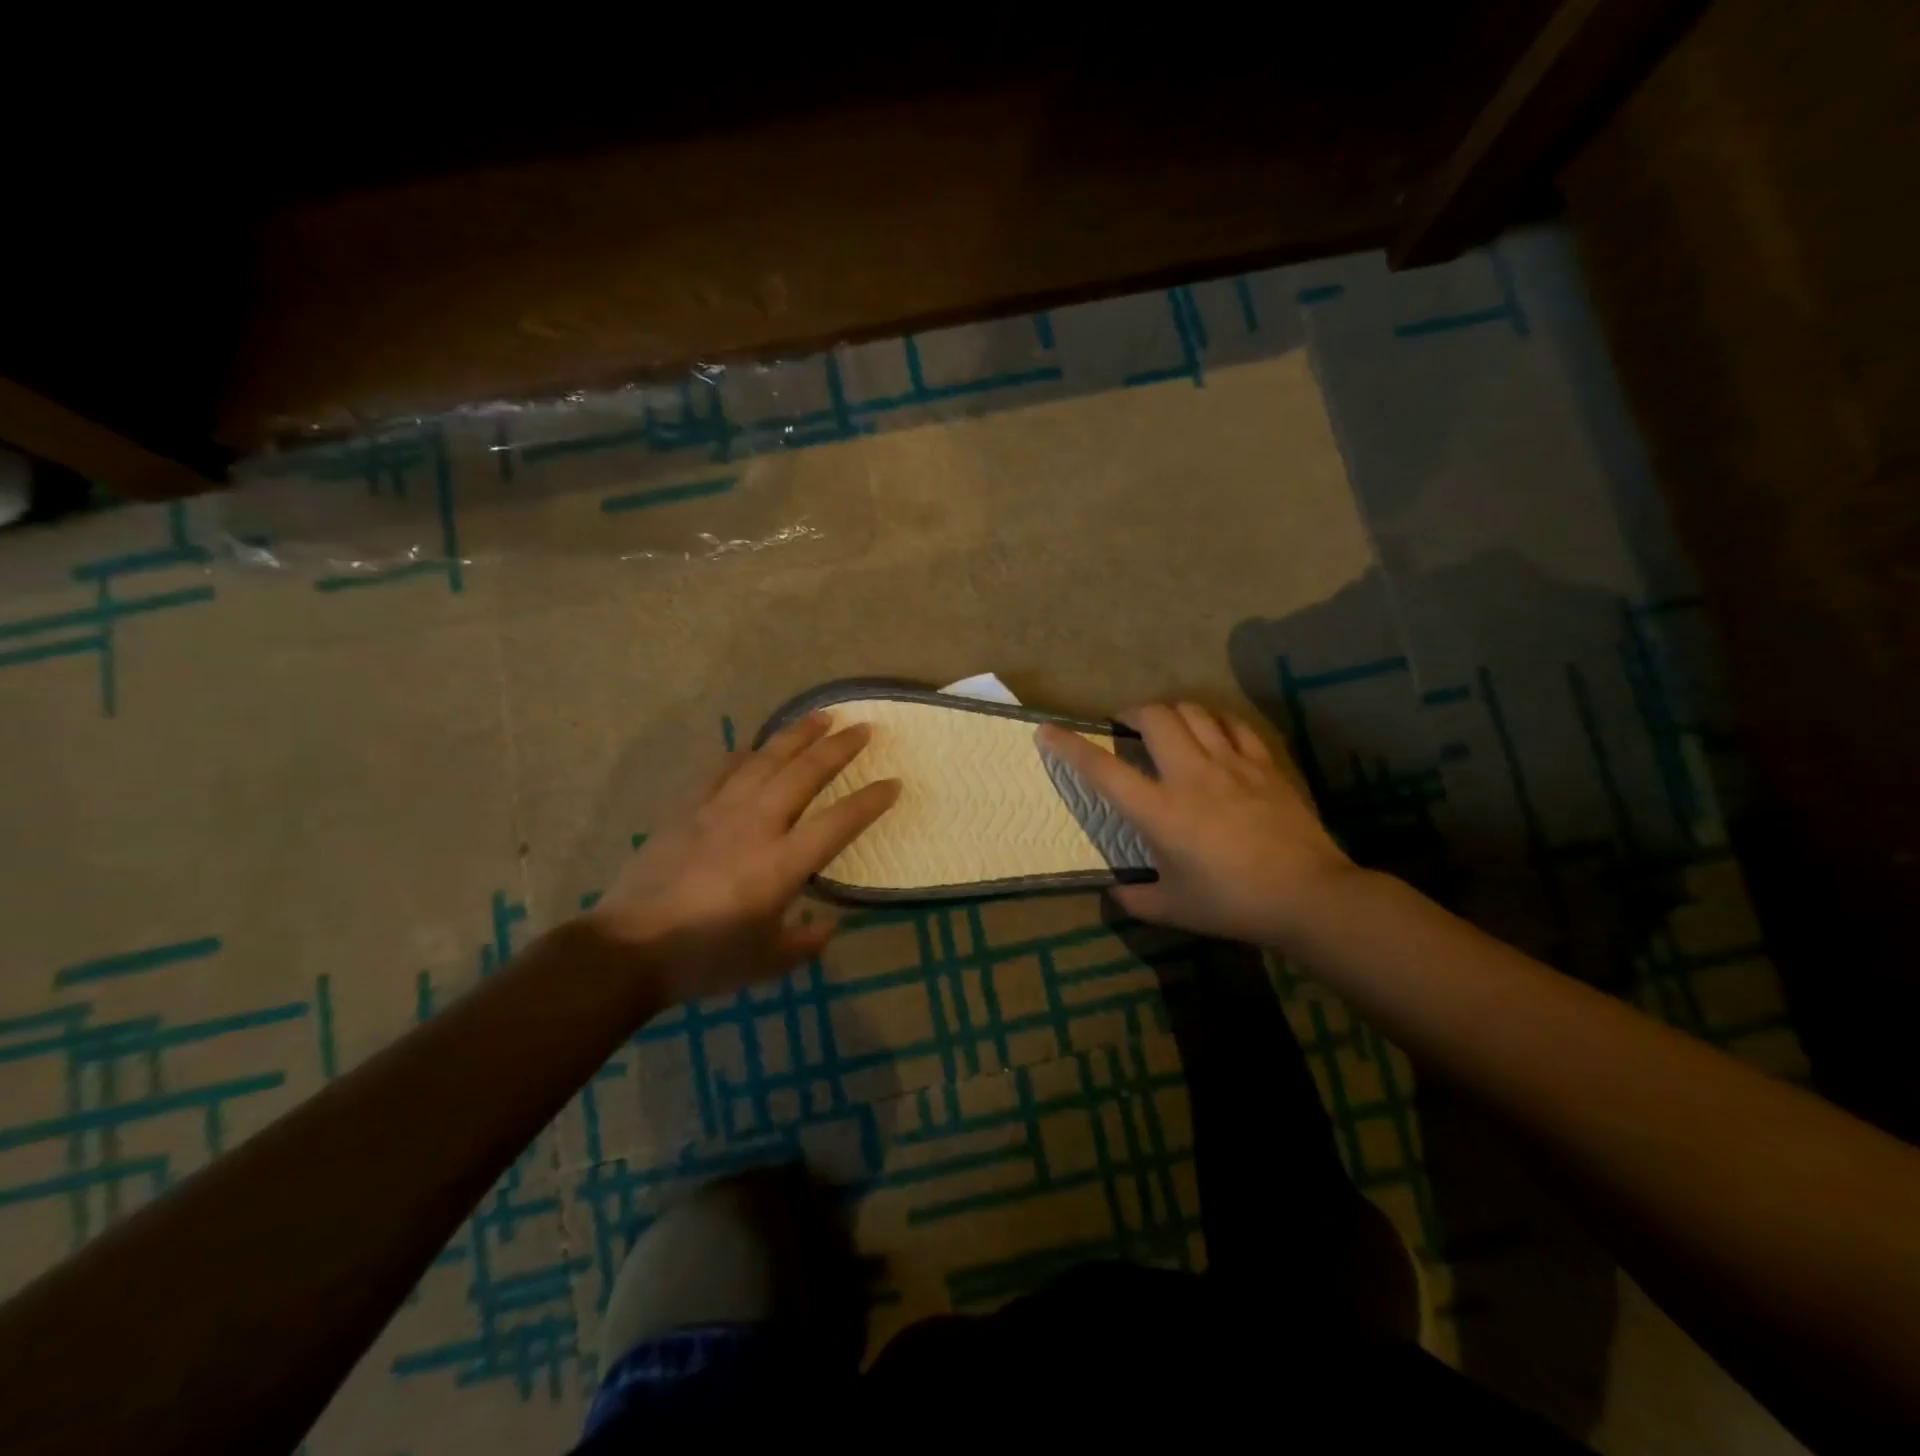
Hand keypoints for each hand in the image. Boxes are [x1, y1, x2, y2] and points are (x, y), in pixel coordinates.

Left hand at [588, 712, 899, 1002]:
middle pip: (805, 774)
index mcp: (782, 864)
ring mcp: (720, 811)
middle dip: (839, 748)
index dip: (870, 801)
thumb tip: (830, 925)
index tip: (893, 783)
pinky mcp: (689, 809)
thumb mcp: (768, 964)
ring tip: (821, 717)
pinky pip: (723, 770)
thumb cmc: (705, 959)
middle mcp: (757, 825)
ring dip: (797, 735)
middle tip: (863, 727)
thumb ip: (807, 943)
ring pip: (766, 760)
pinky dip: (745, 754)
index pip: (839, 822)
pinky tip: (756, 746)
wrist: (628, 949)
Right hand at [1036, 702, 1356, 948]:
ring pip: (1194, 711)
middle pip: (1154, 718)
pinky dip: (1214, 721)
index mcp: (1160, 811)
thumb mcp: (1174, 909)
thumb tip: (1116, 893)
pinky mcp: (1264, 764)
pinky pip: (1234, 725)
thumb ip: (1136, 900)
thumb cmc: (1232, 903)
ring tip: (1167, 724)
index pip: (1103, 770)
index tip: (1048, 730)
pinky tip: (1213, 732)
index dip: (1070, 747)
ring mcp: (1231, 764)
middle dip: (1131, 712)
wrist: (1307, 896)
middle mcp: (1190, 775)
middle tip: (1125, 725)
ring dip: (1171, 711)